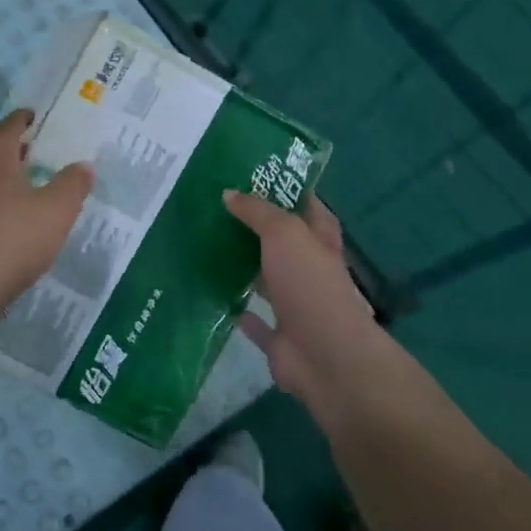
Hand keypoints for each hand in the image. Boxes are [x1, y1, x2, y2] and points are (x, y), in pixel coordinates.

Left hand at [0, 110, 92, 326]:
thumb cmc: (12, 241)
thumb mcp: (55, 211)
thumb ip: (71, 186)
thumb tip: (82, 165)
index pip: (5, 134)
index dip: (18, 121)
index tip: (31, 114)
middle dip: (19, 160)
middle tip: (44, 160)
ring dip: (11, 194)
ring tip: (37, 205)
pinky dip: (3, 224)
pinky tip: (18, 242)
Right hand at [223, 190, 395, 410]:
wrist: (324, 355)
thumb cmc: (310, 283)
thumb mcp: (285, 233)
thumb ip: (258, 211)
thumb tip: (229, 193)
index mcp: (320, 241)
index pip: (308, 207)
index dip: (288, 190)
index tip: (255, 175)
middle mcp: (310, 270)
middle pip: (282, 243)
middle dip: (256, 227)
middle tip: (217, 207)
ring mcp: (295, 304)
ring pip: (266, 278)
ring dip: (244, 266)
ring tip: (206, 244)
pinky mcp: (278, 336)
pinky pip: (253, 319)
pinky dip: (237, 309)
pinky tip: (211, 293)